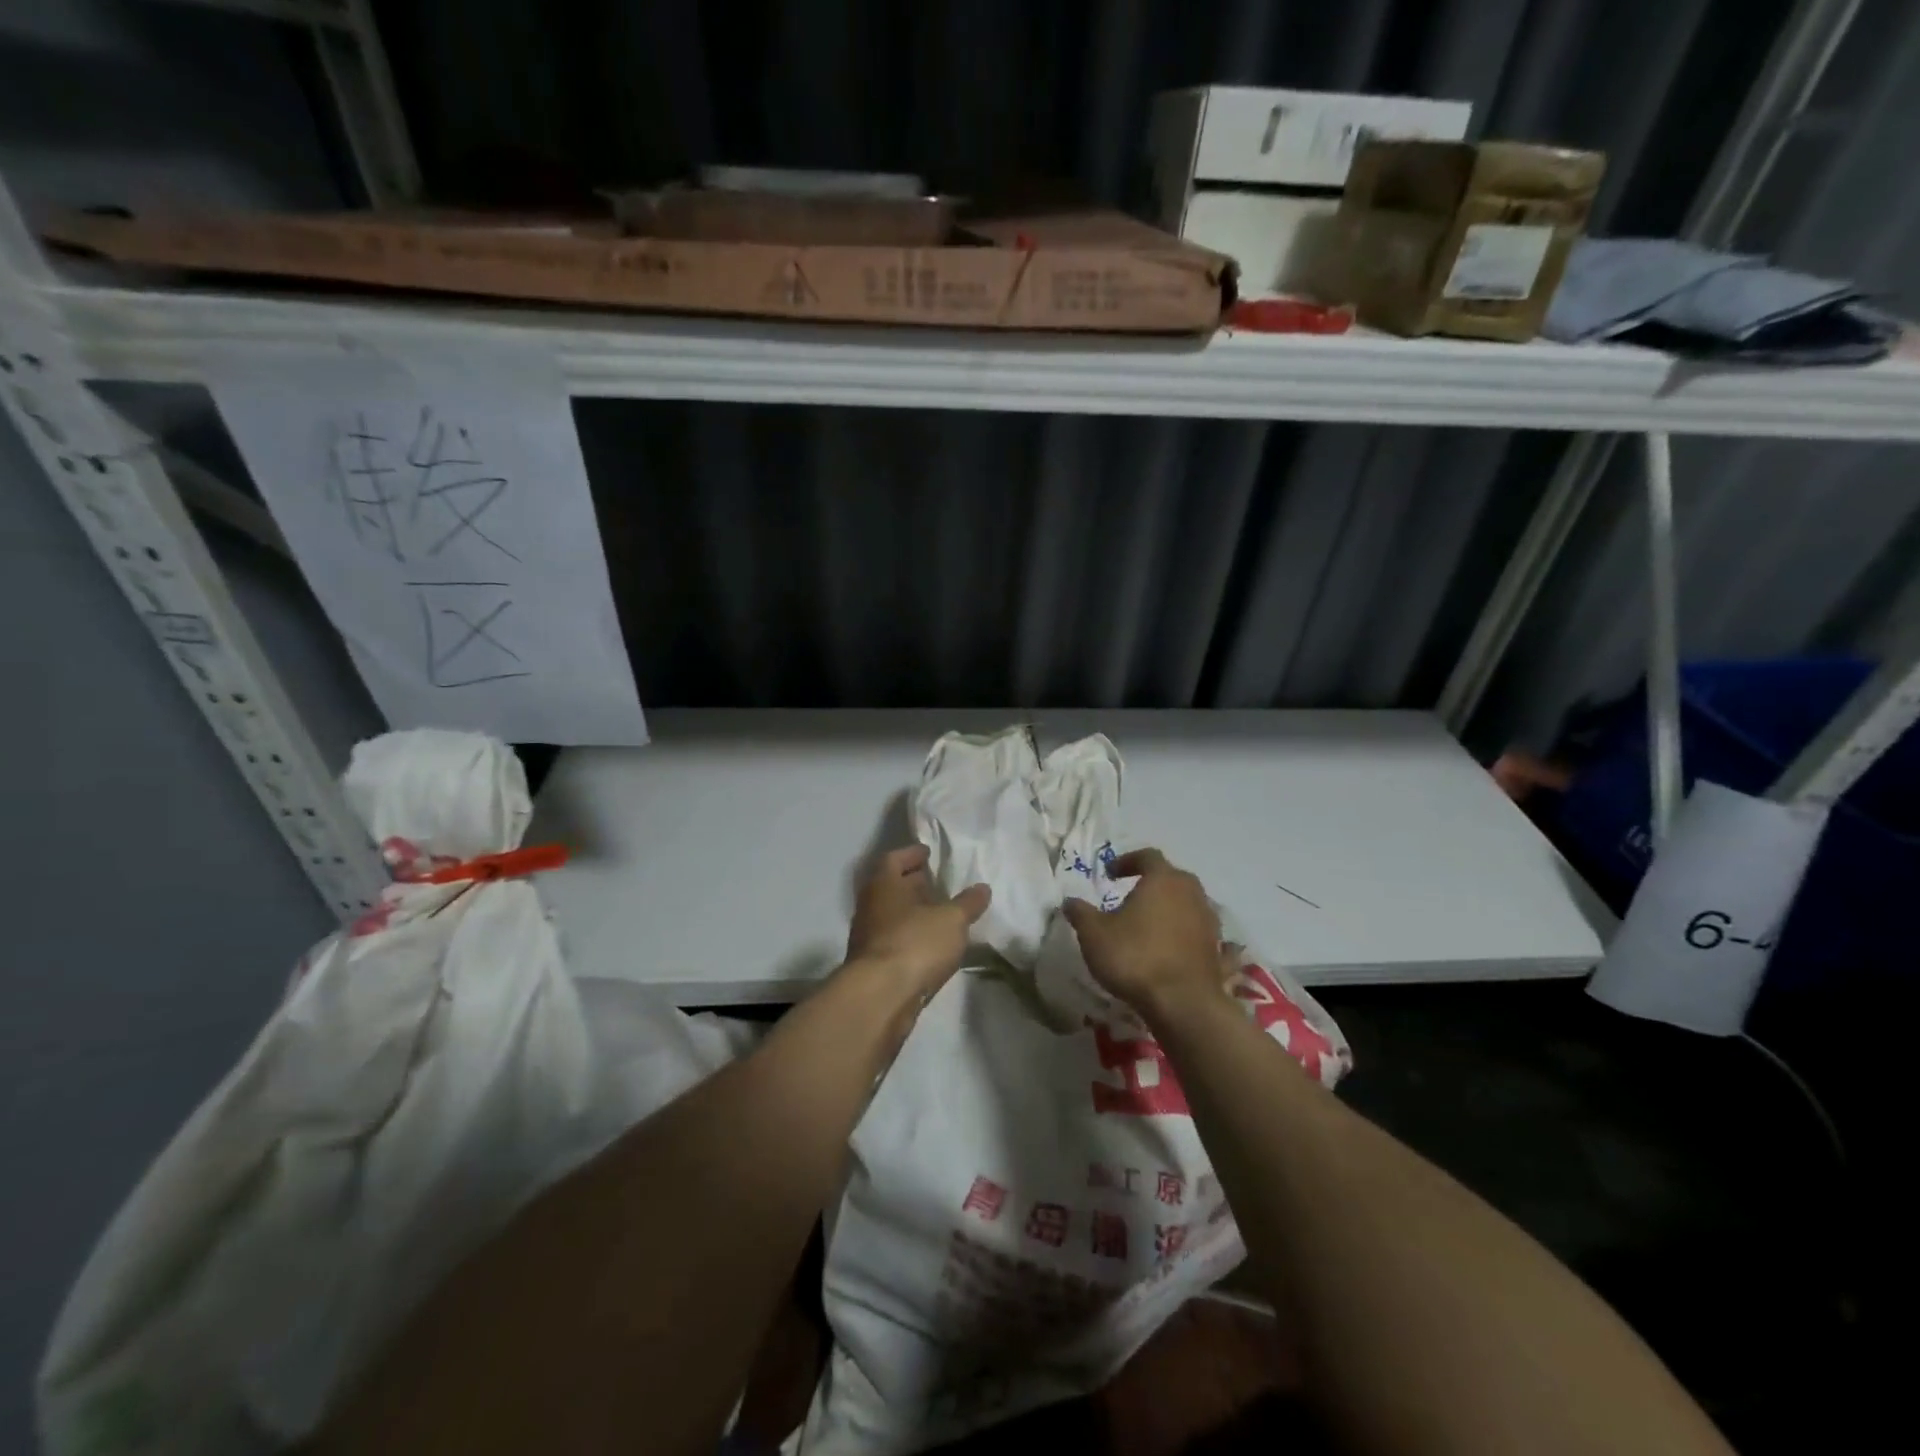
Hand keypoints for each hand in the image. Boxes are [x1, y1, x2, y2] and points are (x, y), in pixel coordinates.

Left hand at [845, 845, 990, 997]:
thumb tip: (982, 888)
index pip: (893, 859)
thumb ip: (968, 903)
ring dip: (911, 912)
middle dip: (912, 883)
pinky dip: (910, 937)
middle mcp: (870, 906)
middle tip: (936, 882)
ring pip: (890, 915)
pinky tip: (930, 946)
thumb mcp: (951, 919)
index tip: (928, 853)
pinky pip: (893, 940)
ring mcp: (867, 937)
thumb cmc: (915, 943)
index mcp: (883, 885)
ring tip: (938, 914)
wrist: (880, 997)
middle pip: (890, 887)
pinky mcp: (872, 965)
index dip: (911, 854)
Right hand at [1062, 848, 1225, 1016]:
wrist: (1183, 1004)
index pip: (1147, 856)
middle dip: (1152, 883)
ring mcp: (1209, 922)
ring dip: (1170, 909)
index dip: (1127, 861)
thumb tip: (1069, 901)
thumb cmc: (1135, 958)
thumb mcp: (1094, 934)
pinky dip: (1186, 935)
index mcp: (1163, 880)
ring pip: (1188, 904)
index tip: (1109, 873)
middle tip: (1131, 896)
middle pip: (1172, 878)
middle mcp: (1191, 893)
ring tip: (1148, 925)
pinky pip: (1199, 933)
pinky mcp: (1217, 951)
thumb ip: (1081, 913)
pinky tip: (1173, 949)